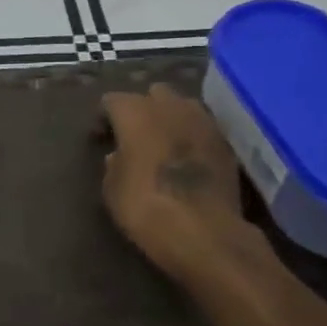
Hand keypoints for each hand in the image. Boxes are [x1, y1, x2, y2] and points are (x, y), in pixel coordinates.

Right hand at [99, 84, 253, 281]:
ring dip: (171, 118)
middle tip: (134, 133)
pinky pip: (203, 128)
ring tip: (163, 141)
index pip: (113, 100)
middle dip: (143, 108)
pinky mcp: (226, 143)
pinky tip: (187, 157)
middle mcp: (171, 107)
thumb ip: (113, 164)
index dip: (104, 117)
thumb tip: (119, 155)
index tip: (100, 136)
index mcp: (136, 113)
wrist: (203, 231)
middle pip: (153, 93)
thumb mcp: (112, 189)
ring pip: (184, 105)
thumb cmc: (145, 207)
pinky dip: (193, 136)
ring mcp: (204, 122)